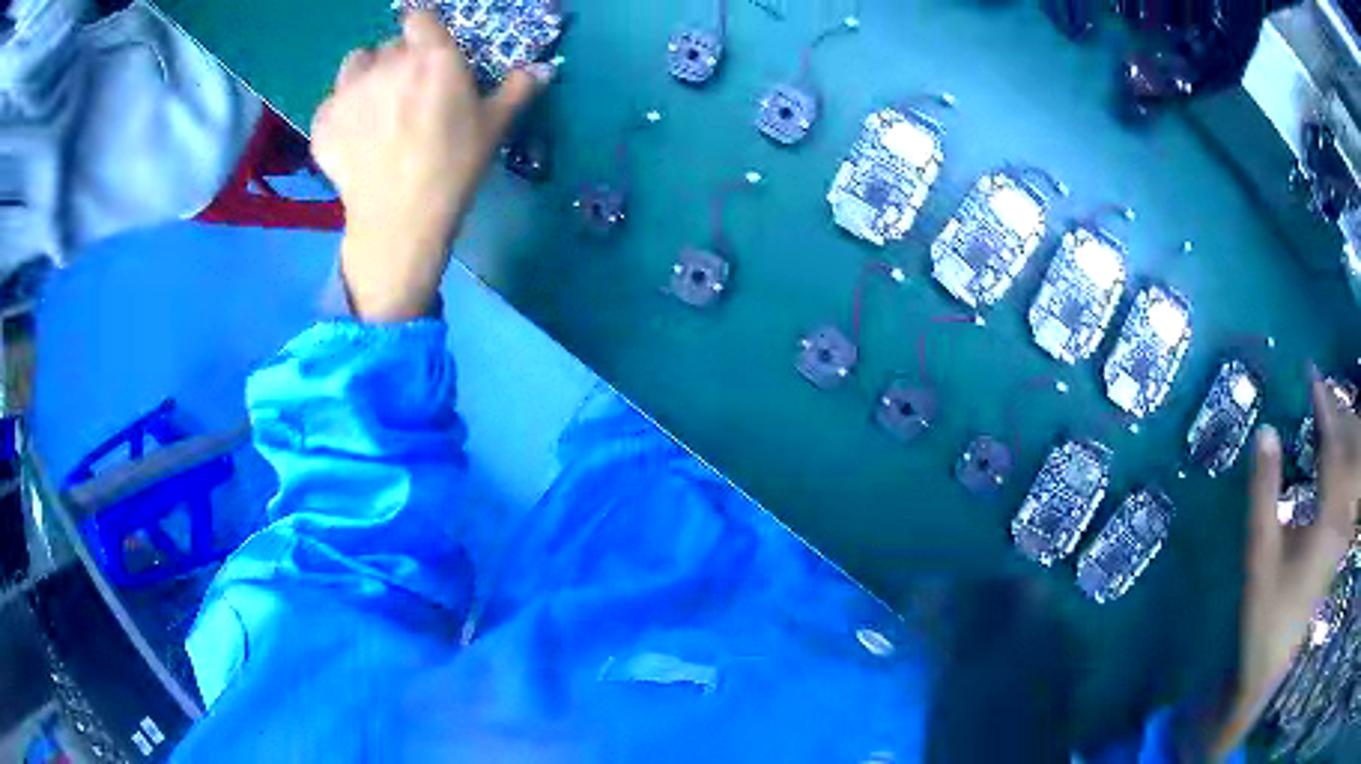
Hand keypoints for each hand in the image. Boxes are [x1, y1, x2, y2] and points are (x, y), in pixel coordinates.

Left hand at [311, 11, 549, 320]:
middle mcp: (387, 62)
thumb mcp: (494, 127)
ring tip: (373, 106)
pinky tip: (353, 139)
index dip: (423, 31)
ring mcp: (348, 91)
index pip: (419, 18)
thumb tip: (543, 69)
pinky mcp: (322, 121)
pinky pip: (331, 104)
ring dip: (364, 76)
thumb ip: (517, 89)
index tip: (427, 50)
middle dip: (398, 61)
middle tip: (407, 93)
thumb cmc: (454, 167)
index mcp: (431, 56)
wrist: (400, 218)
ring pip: (354, 65)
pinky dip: (341, 114)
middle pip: (390, 45)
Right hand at [1201, 374, 1360, 758]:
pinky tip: (1338, 462)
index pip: (1333, 441)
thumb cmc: (1267, 615)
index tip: (1310, 373)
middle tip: (1321, 393)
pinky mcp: (1343, 542)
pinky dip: (1349, 461)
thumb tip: (1266, 431)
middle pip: (1352, 445)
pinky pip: (1353, 485)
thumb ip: (1264, 494)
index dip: (1323, 402)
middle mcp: (1345, 513)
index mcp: (1329, 514)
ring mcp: (1346, 529)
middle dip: (1339, 411)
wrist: (1275, 669)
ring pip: (1356, 464)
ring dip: (1348, 432)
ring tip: (1331, 418)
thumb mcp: (1260, 558)